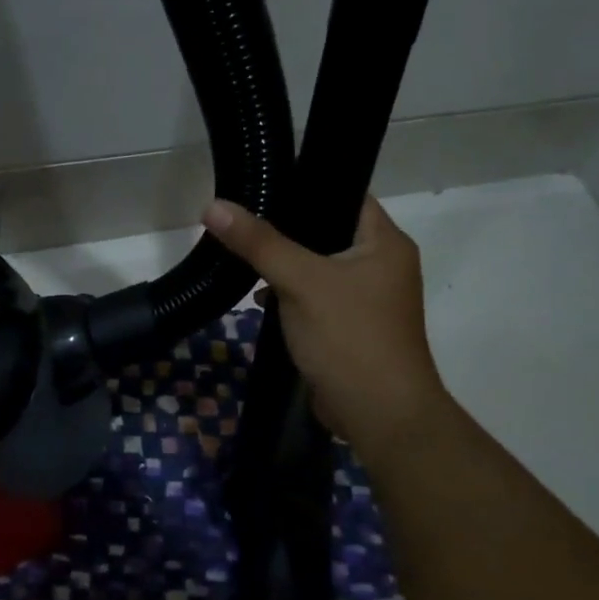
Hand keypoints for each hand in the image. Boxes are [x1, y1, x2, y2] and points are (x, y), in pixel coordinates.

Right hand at [203, 195, 447, 450]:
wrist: (379, 414)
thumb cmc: (349, 337)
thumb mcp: (301, 282)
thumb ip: (259, 243)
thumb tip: (213, 206)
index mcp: (385, 242)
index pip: (345, 194)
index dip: (306, 186)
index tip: (262, 185)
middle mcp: (381, 264)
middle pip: (326, 232)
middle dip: (284, 231)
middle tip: (241, 222)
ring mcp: (367, 299)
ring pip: (317, 268)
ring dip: (284, 267)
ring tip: (241, 258)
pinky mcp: (350, 327)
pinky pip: (315, 298)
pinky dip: (290, 296)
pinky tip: (260, 300)